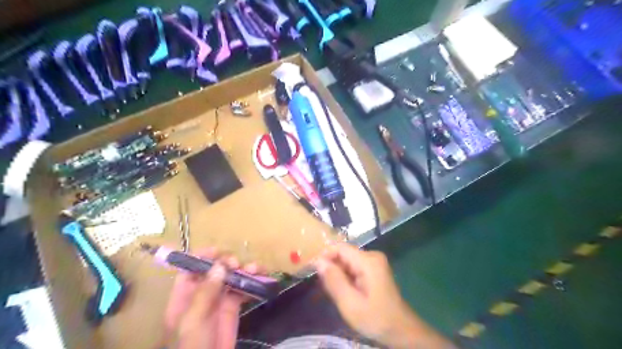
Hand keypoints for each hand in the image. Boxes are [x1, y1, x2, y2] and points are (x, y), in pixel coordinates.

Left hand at [161, 248, 259, 348]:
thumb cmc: (192, 347)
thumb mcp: (194, 321)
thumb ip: (205, 293)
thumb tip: (219, 266)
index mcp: (185, 296)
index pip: (191, 269)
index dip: (202, 257)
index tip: (218, 251)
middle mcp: (202, 294)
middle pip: (214, 270)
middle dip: (227, 263)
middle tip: (237, 264)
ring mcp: (218, 300)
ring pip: (231, 278)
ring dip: (244, 270)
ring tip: (256, 269)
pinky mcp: (233, 308)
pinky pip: (243, 290)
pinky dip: (253, 283)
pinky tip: (262, 280)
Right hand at [316, 244, 452, 346]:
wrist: (400, 330)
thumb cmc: (375, 318)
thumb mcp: (350, 303)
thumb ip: (334, 280)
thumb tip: (318, 261)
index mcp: (368, 261)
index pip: (340, 248)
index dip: (324, 256)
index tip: (313, 271)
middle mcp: (372, 256)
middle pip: (344, 254)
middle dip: (332, 267)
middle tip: (327, 288)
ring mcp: (375, 262)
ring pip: (347, 261)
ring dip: (338, 273)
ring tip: (337, 292)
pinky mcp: (374, 269)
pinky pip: (354, 266)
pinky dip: (346, 276)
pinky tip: (346, 291)